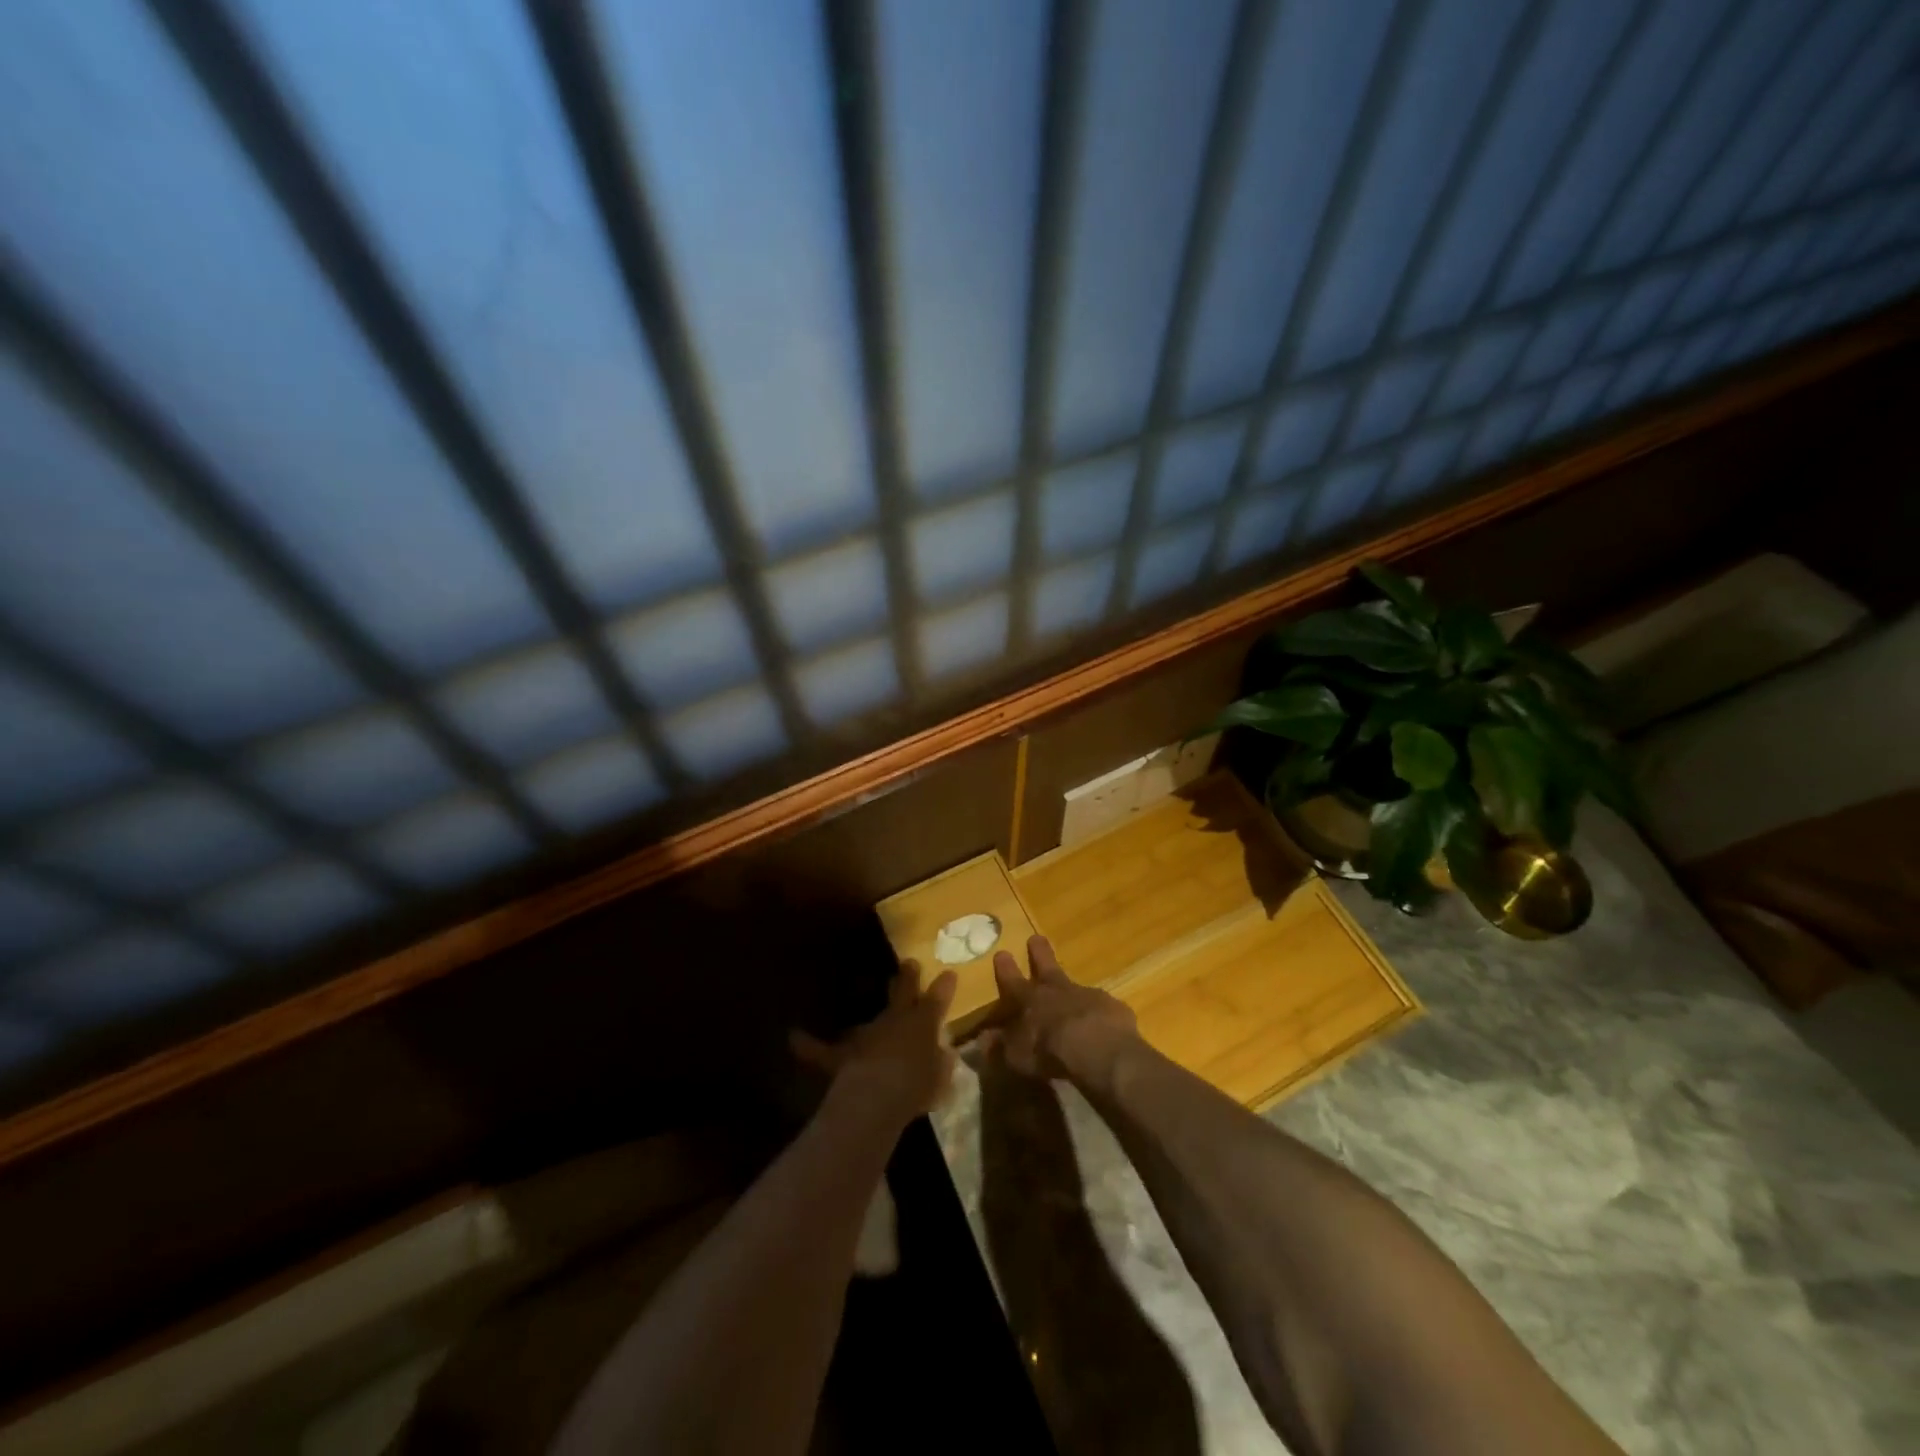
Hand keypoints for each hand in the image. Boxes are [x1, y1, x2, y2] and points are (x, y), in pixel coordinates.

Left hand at [792, 960, 956, 1125]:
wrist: (876, 1097)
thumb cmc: (916, 1088)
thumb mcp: (940, 1079)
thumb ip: (942, 1065)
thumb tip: (944, 1055)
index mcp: (922, 1024)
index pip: (936, 1000)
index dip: (943, 987)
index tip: (948, 973)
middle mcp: (894, 1021)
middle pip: (902, 993)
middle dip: (907, 979)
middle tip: (909, 964)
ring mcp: (866, 1034)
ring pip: (866, 1021)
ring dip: (866, 1021)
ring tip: (861, 1010)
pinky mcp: (841, 1055)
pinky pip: (820, 1049)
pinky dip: (807, 1045)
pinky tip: (793, 1036)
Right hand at [979, 935, 1139, 1088]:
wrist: (1098, 1049)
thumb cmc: (1049, 1051)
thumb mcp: (1016, 1056)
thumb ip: (999, 1047)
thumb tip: (982, 1041)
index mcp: (1030, 1000)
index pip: (1013, 981)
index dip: (1006, 969)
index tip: (1002, 952)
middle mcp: (1057, 990)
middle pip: (1046, 966)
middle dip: (1039, 953)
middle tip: (1036, 938)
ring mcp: (1087, 995)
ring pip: (1076, 986)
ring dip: (1072, 991)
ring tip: (1074, 997)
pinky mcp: (1112, 1007)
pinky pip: (1102, 1008)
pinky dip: (1099, 1014)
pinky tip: (1102, 1027)